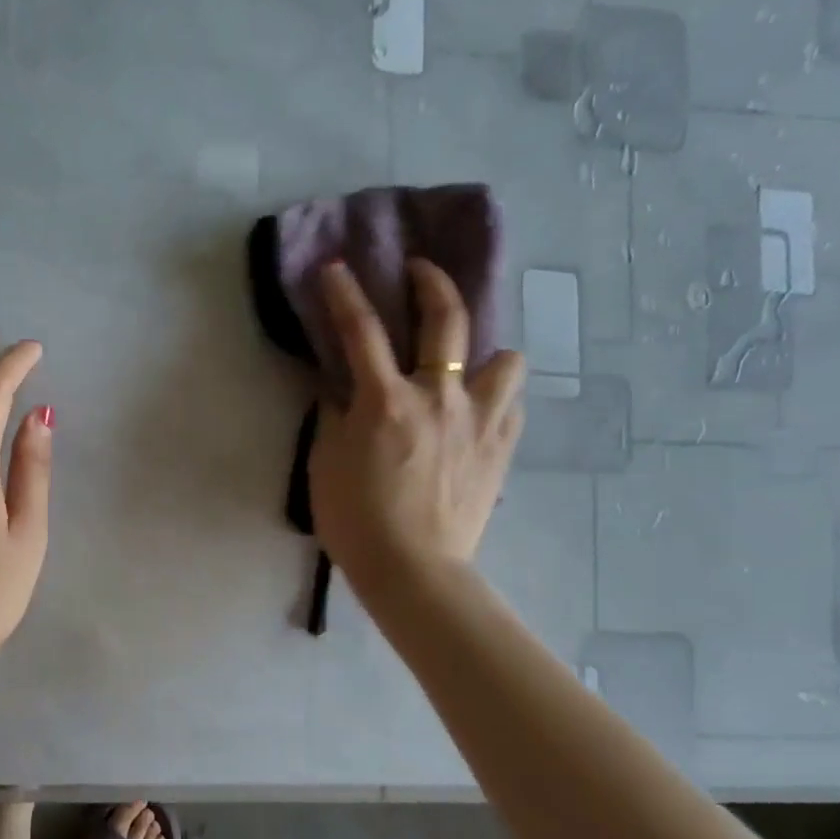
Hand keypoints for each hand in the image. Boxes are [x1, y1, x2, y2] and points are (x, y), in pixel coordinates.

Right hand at [308, 260, 526, 595]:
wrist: (413, 570)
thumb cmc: (356, 519)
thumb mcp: (325, 463)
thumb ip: (335, 415)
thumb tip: (343, 389)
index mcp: (387, 401)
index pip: (361, 331)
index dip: (345, 294)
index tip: (336, 268)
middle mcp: (439, 397)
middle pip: (446, 320)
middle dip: (431, 282)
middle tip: (419, 271)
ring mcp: (480, 420)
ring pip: (505, 358)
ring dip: (485, 351)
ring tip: (467, 365)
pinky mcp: (501, 448)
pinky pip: (514, 402)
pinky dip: (499, 394)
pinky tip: (481, 406)